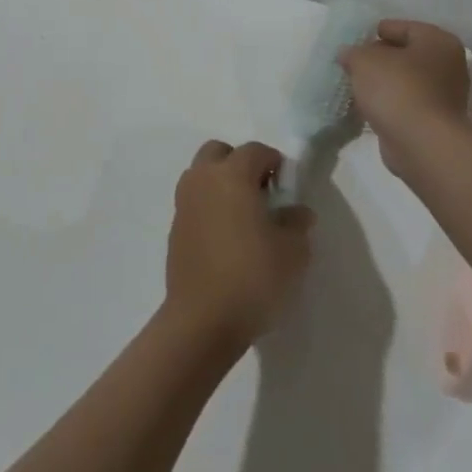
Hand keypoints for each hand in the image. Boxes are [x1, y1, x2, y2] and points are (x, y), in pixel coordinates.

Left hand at [165, 141, 314, 352]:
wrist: (202, 321)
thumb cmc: (253, 277)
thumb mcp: (293, 252)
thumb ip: (297, 223)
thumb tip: (297, 212)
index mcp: (232, 174)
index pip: (255, 151)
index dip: (274, 163)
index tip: (287, 187)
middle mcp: (203, 180)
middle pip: (219, 152)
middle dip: (240, 164)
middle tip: (260, 193)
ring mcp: (184, 204)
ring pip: (201, 175)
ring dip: (220, 184)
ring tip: (242, 216)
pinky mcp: (174, 229)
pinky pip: (194, 203)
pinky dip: (209, 207)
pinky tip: (225, 238)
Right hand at [338, 19, 471, 177]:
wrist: (421, 143)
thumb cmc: (397, 88)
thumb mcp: (364, 60)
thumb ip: (353, 52)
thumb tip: (348, 54)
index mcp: (437, 40)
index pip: (401, 27)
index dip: (374, 32)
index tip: (353, 43)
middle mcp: (448, 64)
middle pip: (405, 54)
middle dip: (379, 59)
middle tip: (352, 65)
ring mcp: (445, 95)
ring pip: (406, 81)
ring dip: (383, 84)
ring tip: (356, 87)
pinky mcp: (436, 121)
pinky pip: (406, 103)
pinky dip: (389, 104)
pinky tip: (368, 108)